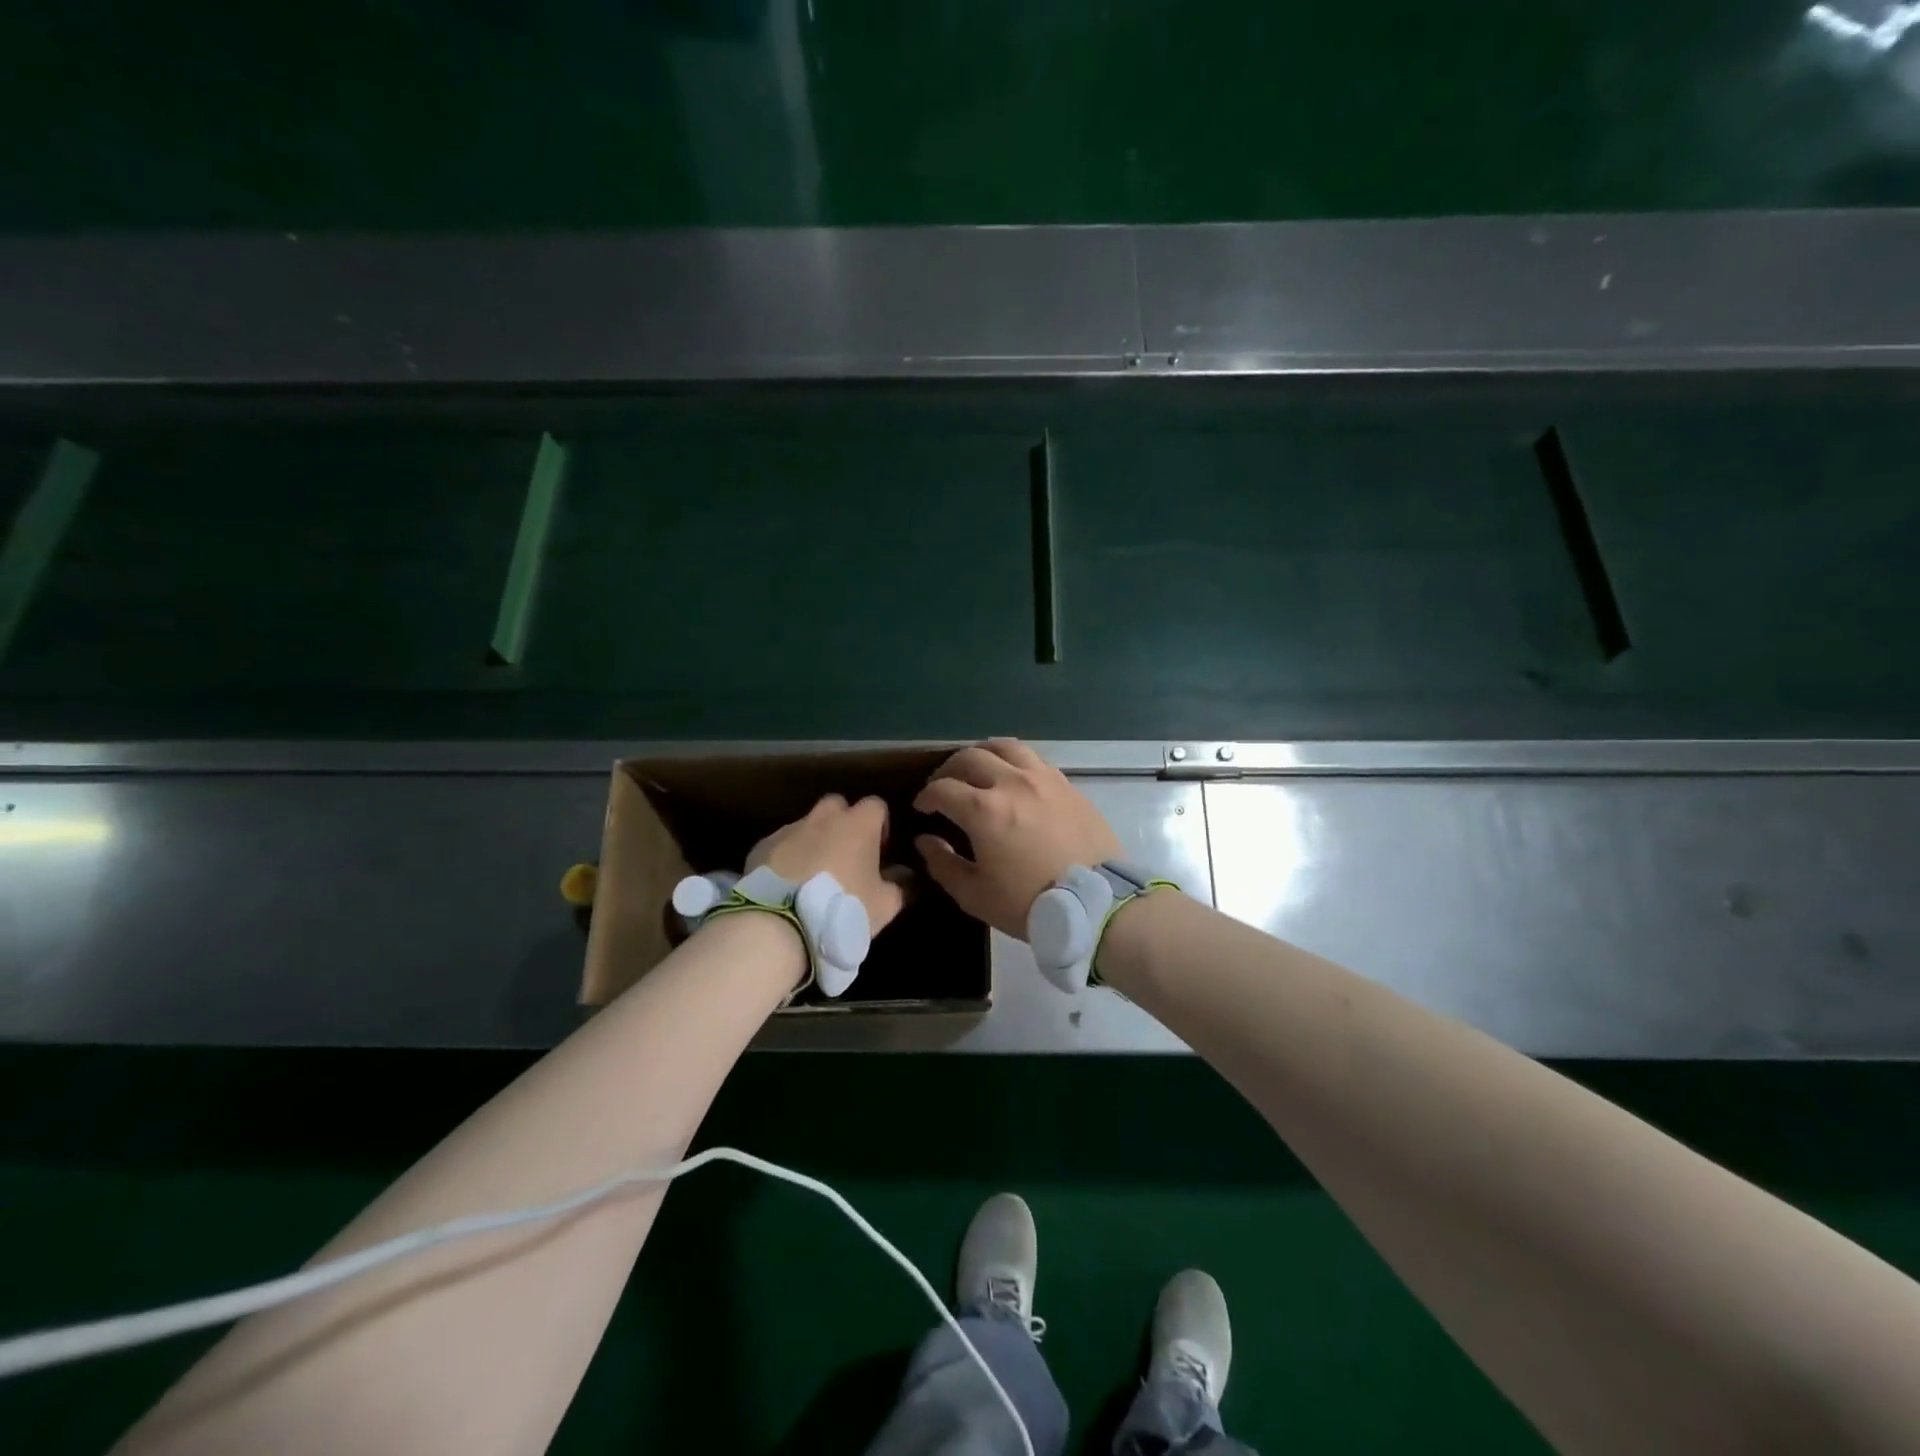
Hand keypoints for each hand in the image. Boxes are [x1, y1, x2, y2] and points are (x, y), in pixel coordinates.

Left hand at [747, 794, 906, 932]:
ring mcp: (790, 829)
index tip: (879, 850)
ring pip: (807, 825)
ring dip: (813, 841)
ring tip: (812, 875)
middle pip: (837, 805)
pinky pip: (781, 845)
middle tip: (845, 856)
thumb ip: (899, 886)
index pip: (876, 805)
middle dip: (843, 823)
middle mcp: (824, 817)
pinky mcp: (762, 846)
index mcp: (858, 824)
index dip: (880, 825)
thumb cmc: (843, 908)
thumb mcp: (885, 906)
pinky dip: (787, 857)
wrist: (781, 923)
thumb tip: (903, 875)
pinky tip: (786, 885)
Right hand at [913, 738, 1120, 938]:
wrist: (1097, 903)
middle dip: (948, 770)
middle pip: (970, 758)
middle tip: (944, 786)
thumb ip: (943, 864)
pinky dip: (1014, 762)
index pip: (942, 788)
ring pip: (1005, 747)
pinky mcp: (1067, 784)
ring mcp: (1043, 779)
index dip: (926, 796)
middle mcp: (1011, 783)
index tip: (923, 808)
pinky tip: (1013, 778)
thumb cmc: (1030, 903)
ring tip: (978, 769)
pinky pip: (1034, 759)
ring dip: (983, 754)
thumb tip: (925, 840)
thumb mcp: (975, 895)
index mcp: (984, 810)